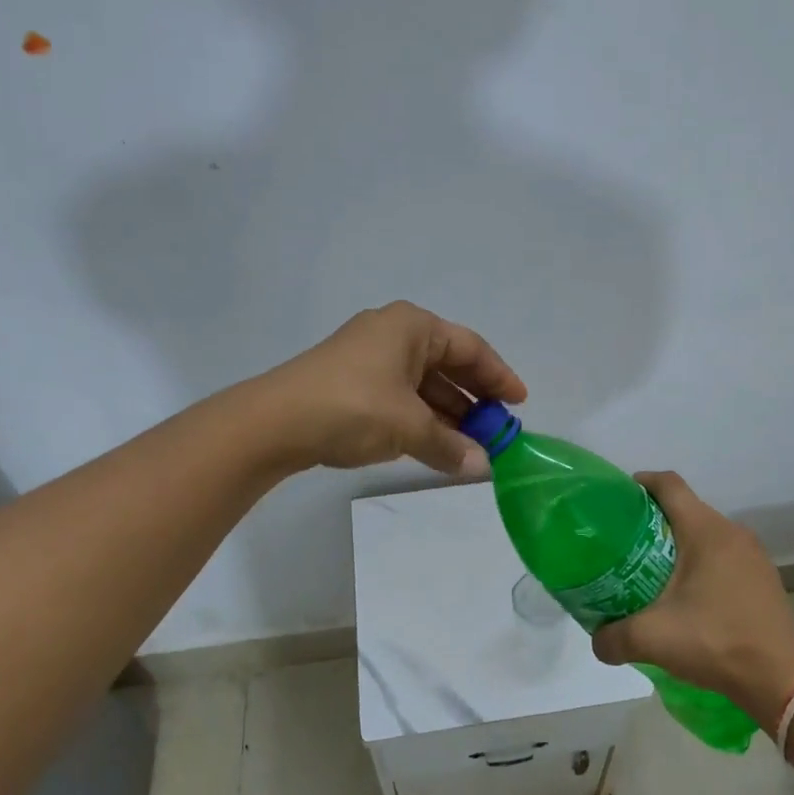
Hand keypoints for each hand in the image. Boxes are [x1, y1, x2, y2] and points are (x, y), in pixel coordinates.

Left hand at [257, 302, 528, 475]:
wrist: (274, 422)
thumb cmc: (353, 407)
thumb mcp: (410, 427)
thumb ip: (451, 446)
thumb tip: (483, 467)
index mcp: (412, 326)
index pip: (470, 348)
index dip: (499, 376)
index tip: (519, 404)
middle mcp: (393, 334)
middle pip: (447, 364)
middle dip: (474, 399)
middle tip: (497, 430)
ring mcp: (369, 357)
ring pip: (423, 384)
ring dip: (448, 414)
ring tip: (471, 446)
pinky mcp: (352, 382)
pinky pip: (401, 396)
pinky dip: (422, 419)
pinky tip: (436, 445)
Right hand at [591, 471, 793, 732]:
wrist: (783, 681)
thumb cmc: (716, 642)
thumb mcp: (652, 639)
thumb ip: (613, 637)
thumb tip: (596, 641)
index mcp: (706, 531)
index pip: (669, 484)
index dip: (641, 483)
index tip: (617, 498)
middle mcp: (732, 533)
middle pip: (686, 508)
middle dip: (654, 519)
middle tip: (624, 542)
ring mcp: (753, 556)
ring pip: (706, 533)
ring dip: (678, 543)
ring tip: (650, 569)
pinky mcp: (763, 579)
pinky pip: (723, 555)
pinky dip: (700, 563)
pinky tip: (686, 595)